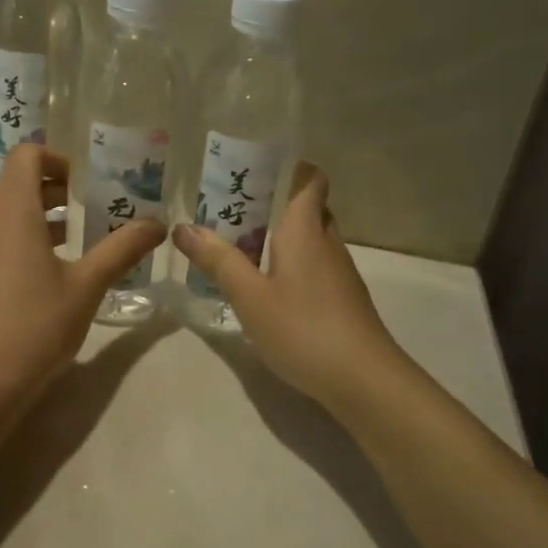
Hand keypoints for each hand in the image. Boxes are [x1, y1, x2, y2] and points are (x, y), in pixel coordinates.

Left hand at [0, 144, 165, 408]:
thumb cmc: (36, 326)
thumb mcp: (87, 286)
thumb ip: (122, 249)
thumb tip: (158, 224)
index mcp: (10, 210)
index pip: (27, 156)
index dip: (56, 160)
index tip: (81, 186)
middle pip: (15, 187)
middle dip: (52, 197)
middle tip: (86, 220)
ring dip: (32, 223)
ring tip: (66, 253)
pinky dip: (9, 244)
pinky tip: (32, 282)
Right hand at [174, 165, 409, 416]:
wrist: (364, 380)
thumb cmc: (303, 328)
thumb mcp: (249, 296)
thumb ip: (218, 260)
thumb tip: (183, 227)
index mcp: (305, 230)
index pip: (310, 179)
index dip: (288, 167)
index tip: (253, 171)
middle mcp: (327, 242)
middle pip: (307, 207)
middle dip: (273, 203)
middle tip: (232, 211)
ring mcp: (340, 272)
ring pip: (311, 238)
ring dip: (281, 236)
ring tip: (241, 247)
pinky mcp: (344, 298)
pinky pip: (316, 264)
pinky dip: (292, 263)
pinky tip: (268, 288)